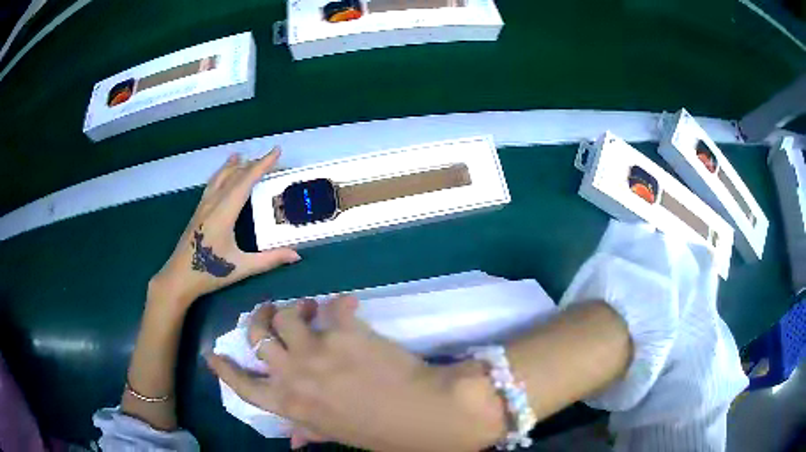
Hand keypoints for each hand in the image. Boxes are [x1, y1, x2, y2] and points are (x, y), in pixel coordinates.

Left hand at [150, 148, 300, 308]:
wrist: (178, 277)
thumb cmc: (209, 272)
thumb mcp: (241, 267)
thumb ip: (269, 260)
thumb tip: (297, 255)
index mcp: (224, 212)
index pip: (245, 181)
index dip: (262, 165)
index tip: (276, 151)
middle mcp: (213, 203)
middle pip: (233, 176)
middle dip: (252, 164)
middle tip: (269, 157)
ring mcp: (203, 207)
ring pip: (219, 178)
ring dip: (232, 166)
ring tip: (240, 156)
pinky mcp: (197, 212)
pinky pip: (211, 185)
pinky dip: (220, 175)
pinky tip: (220, 177)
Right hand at [208, 296, 505, 451]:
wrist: (424, 414)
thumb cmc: (380, 431)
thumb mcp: (337, 434)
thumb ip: (310, 431)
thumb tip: (292, 441)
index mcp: (290, 405)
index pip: (244, 387)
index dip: (225, 370)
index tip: (212, 353)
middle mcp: (294, 375)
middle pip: (258, 337)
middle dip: (261, 320)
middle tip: (273, 312)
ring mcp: (317, 350)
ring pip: (288, 315)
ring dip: (298, 308)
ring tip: (312, 308)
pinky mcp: (344, 331)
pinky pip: (334, 306)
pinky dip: (341, 304)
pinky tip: (349, 308)